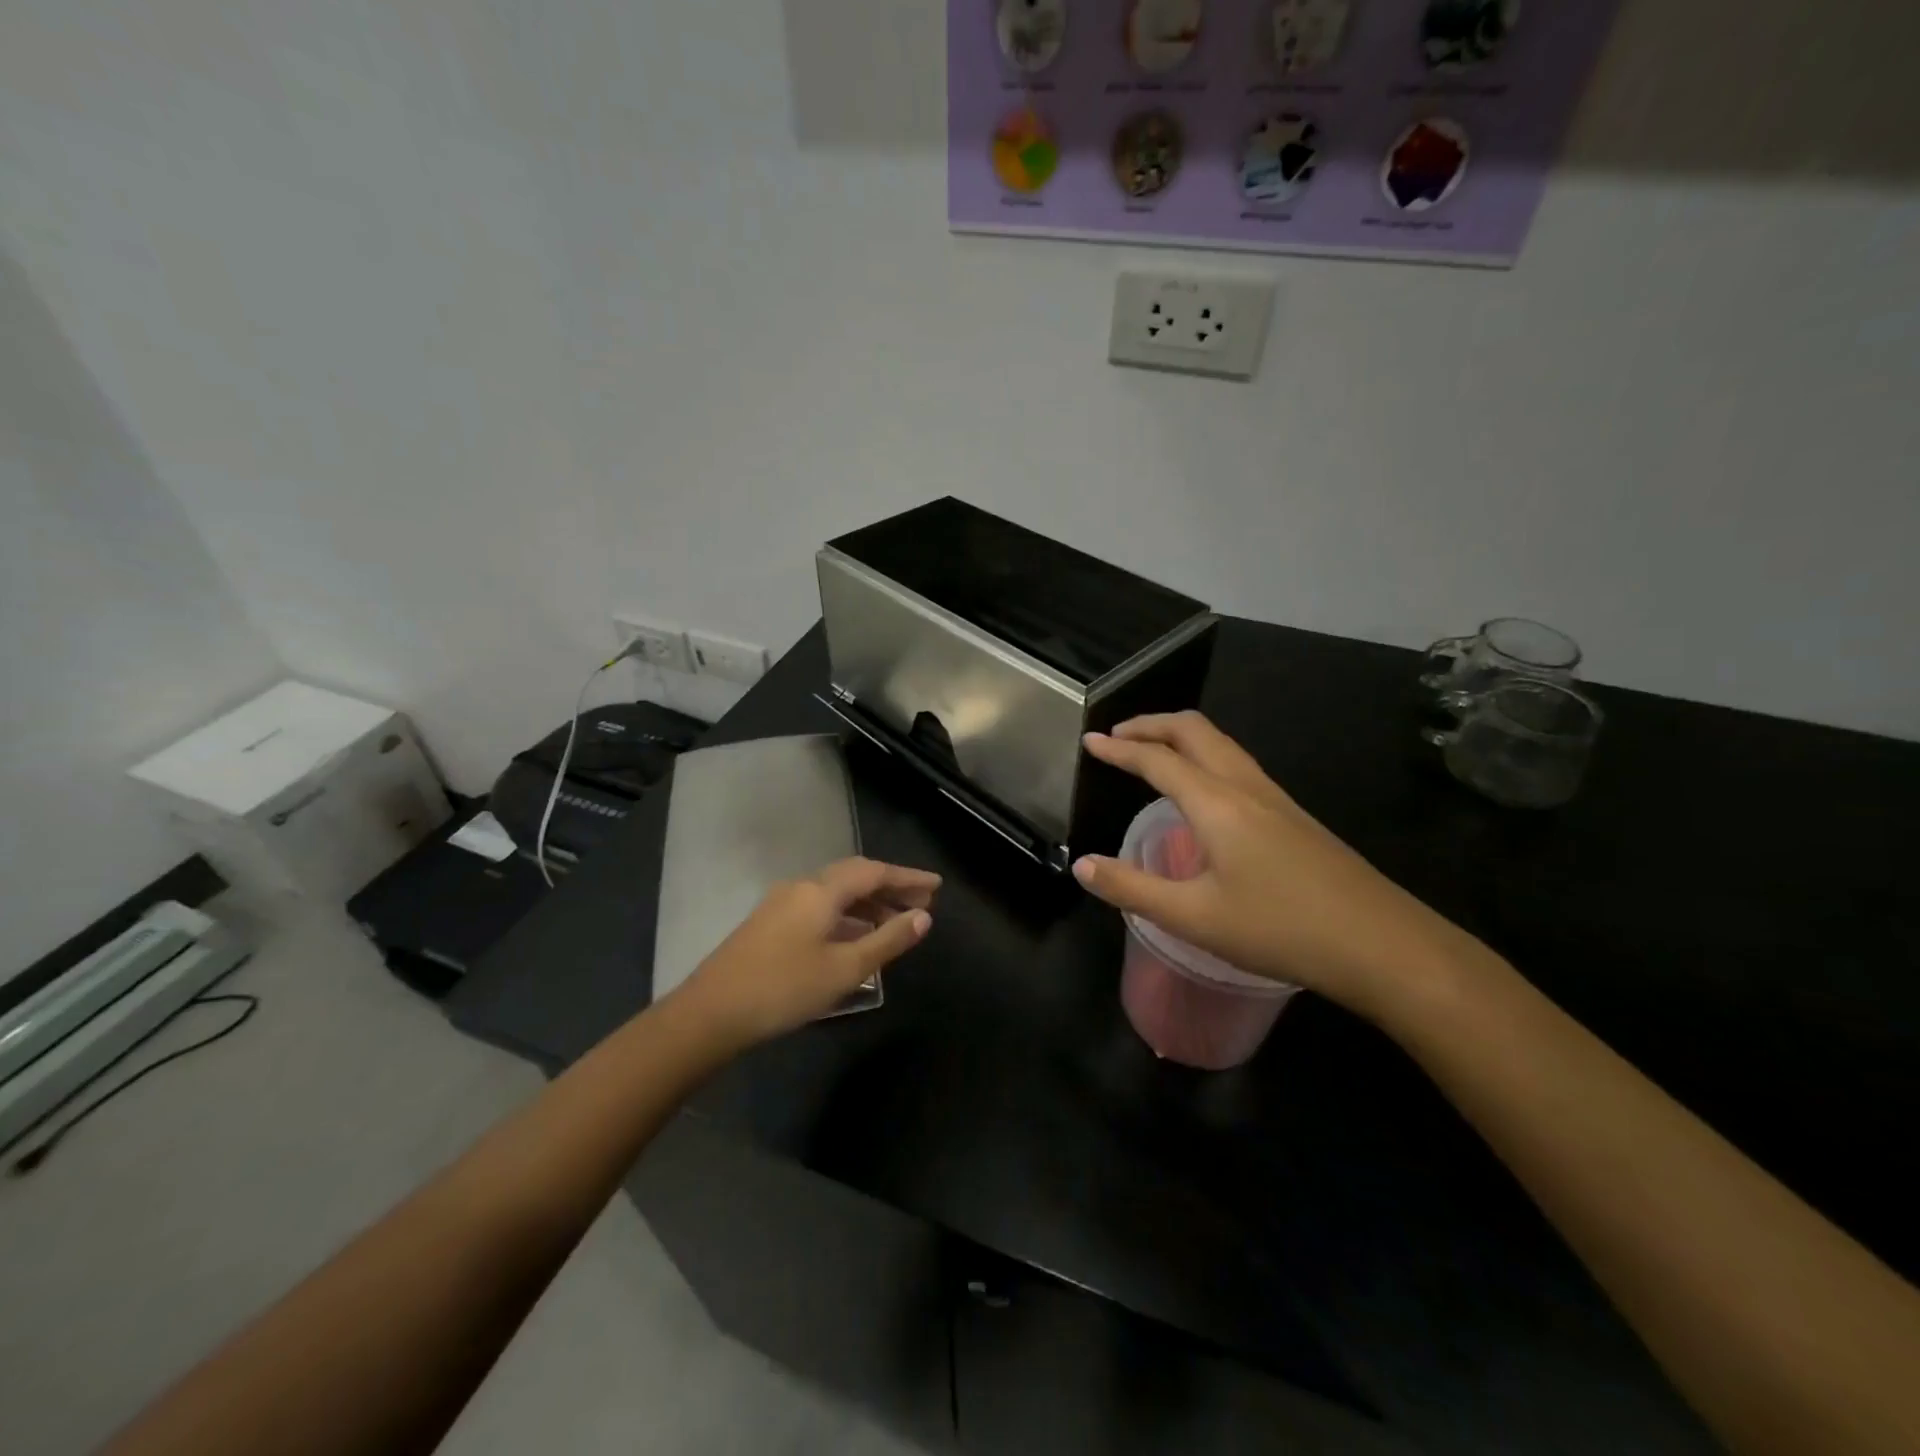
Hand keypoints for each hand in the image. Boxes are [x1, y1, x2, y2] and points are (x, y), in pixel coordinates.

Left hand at [673, 858, 939, 1047]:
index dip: (908, 878)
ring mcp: (781, 904)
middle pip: (854, 877)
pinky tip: (855, 938)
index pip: (874, 872)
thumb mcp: (845, 969)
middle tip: (921, 904)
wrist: (710, 1013)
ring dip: (868, 904)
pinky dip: (846, 916)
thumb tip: (923, 917)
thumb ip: (887, 941)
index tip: (936, 886)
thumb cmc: (784, 988)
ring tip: (895, 923)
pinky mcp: (770, 924)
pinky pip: (820, 908)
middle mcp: (801, 887)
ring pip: (835, 893)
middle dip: (890, 888)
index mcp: (821, 890)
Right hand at [1073, 713, 1481, 1019]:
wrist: (1383, 945)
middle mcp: (1246, 787)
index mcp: (1216, 802)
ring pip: (1221, 744)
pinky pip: (1238, 765)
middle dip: (1152, 724)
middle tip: (1118, 736)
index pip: (1156, 759)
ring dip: (1180, 737)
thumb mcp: (1193, 917)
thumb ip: (1131, 889)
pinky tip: (1202, 794)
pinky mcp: (1294, 817)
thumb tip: (1082, 866)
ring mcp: (1276, 799)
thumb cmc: (1280, 928)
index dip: (1118, 748)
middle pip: (1194, 730)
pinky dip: (1204, 758)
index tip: (1089, 741)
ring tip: (1152, 753)